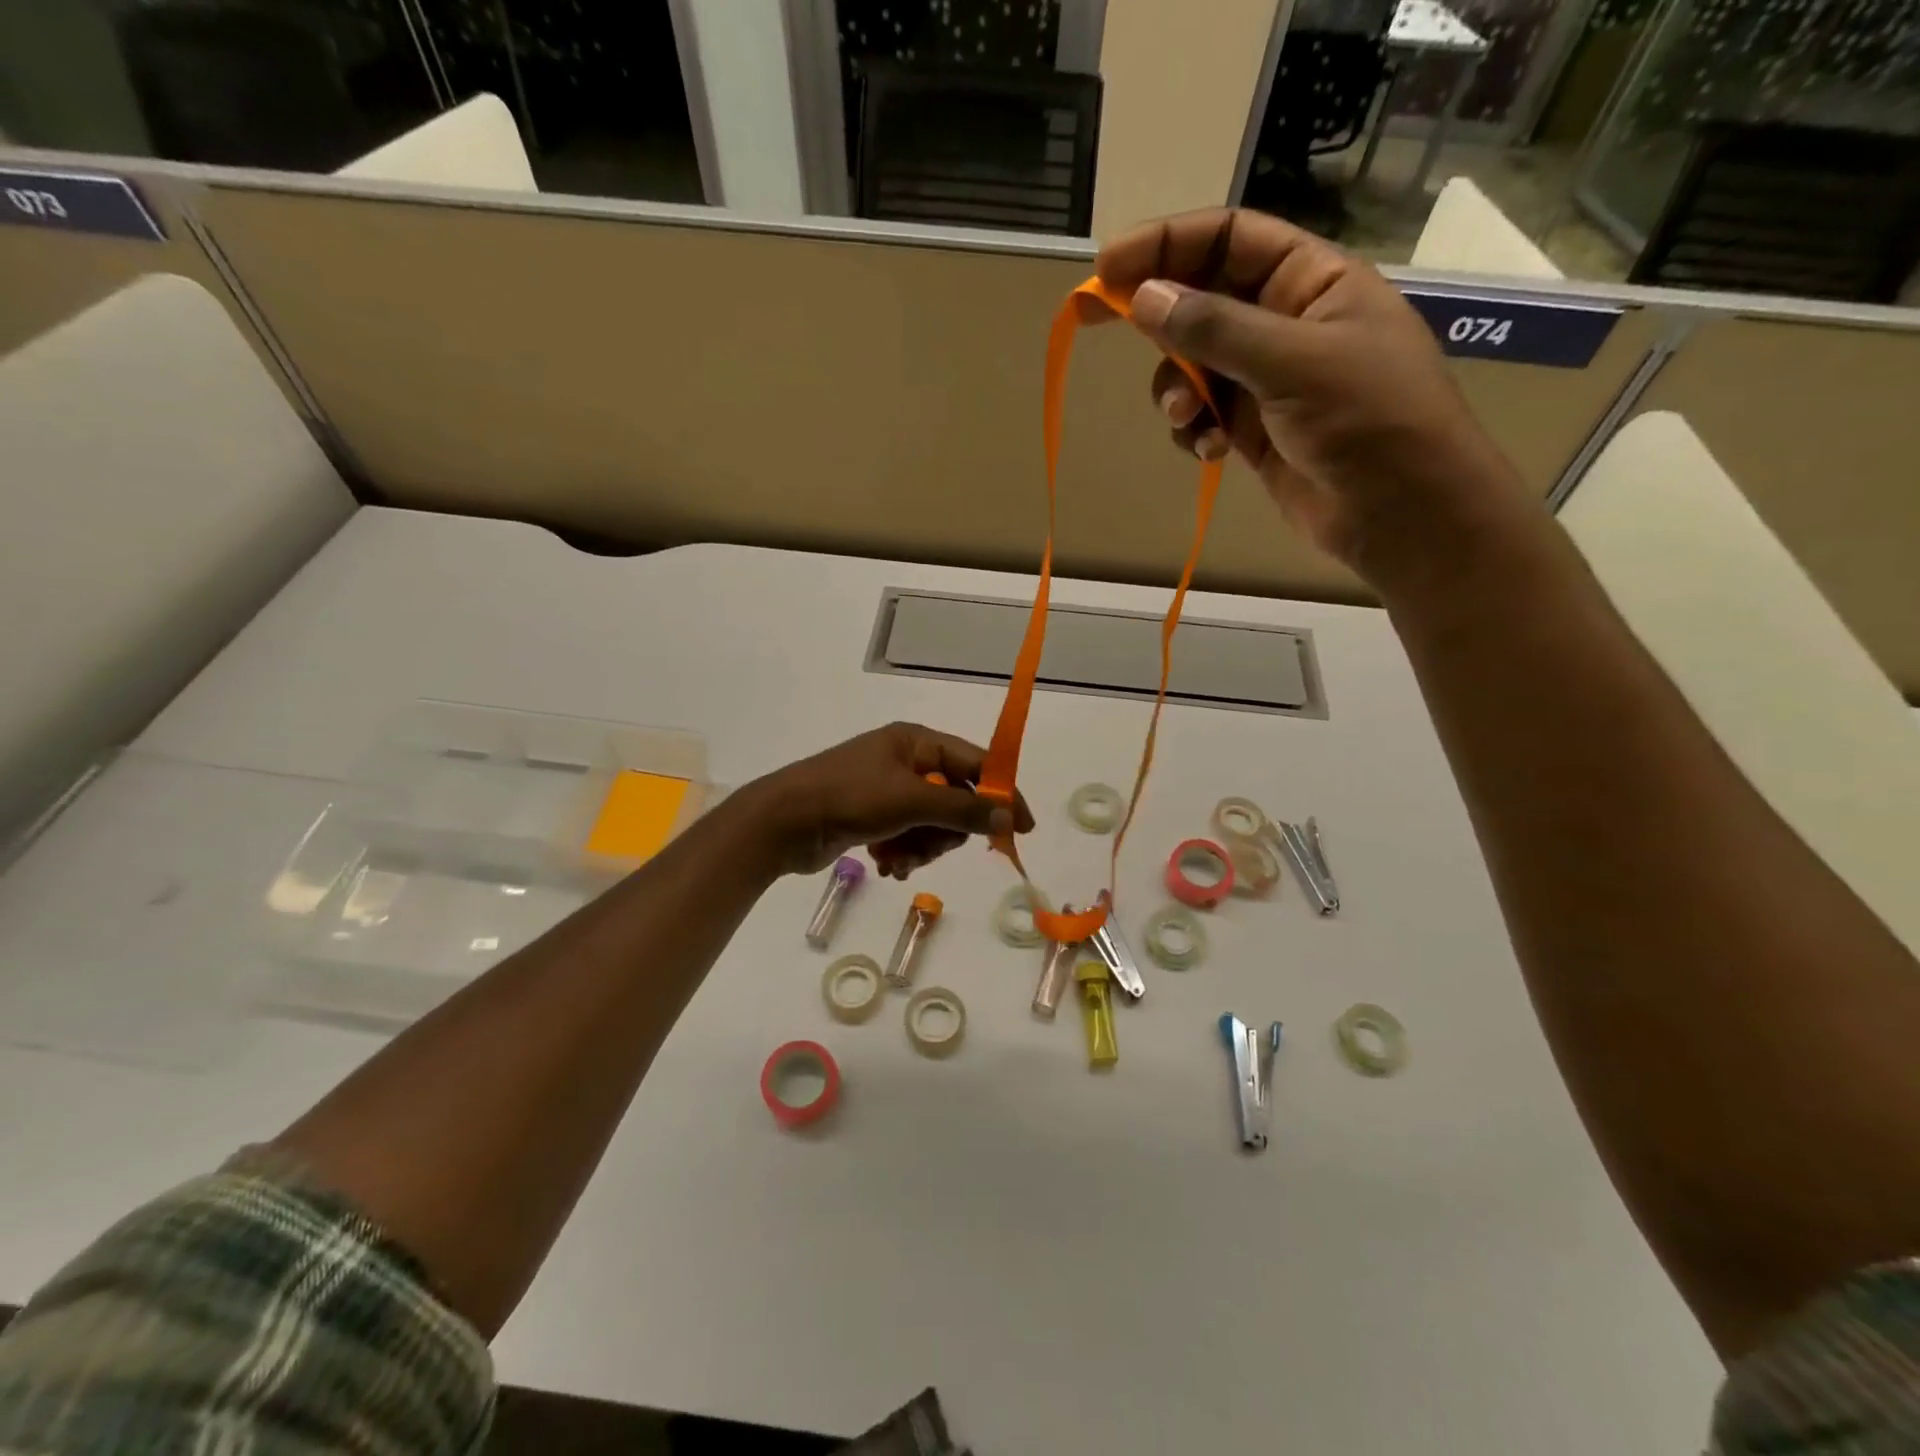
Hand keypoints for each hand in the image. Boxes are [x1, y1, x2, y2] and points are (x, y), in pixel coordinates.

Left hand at [745, 722, 1033, 877]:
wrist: (782, 822)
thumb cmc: (848, 797)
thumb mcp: (911, 801)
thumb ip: (963, 810)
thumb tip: (1009, 817)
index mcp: (916, 742)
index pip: (975, 764)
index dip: (1002, 794)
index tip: (1023, 828)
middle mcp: (905, 762)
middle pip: (954, 801)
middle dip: (945, 831)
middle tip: (931, 845)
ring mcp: (887, 791)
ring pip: (932, 826)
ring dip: (921, 848)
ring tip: (898, 859)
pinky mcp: (873, 818)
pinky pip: (908, 838)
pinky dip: (902, 854)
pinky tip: (885, 865)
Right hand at [1093, 208, 1528, 592]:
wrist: (1401, 511)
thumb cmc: (1368, 419)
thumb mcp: (1293, 362)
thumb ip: (1215, 329)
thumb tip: (1142, 298)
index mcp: (1310, 281)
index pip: (1228, 240)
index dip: (1166, 244)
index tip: (1108, 267)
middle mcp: (1284, 323)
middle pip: (1201, 300)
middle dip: (1159, 320)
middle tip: (1099, 322)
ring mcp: (1266, 381)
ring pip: (1193, 367)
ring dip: (1177, 392)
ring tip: (1188, 420)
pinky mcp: (1252, 432)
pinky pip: (1203, 417)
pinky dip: (1196, 432)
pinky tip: (1211, 451)